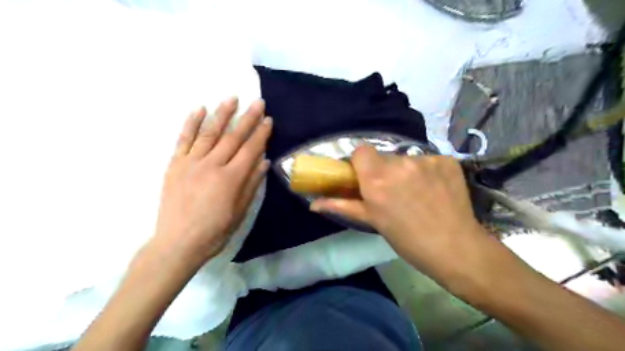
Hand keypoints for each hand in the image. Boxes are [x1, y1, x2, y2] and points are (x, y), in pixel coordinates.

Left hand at [154, 97, 270, 264]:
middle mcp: (212, 165)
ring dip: (222, 114)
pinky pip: (183, 140)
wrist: (178, 243)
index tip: (269, 119)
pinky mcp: (175, 165)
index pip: (250, 149)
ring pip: (209, 133)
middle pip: (233, 137)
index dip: (261, 134)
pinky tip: (199, 109)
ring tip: (232, 98)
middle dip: (247, 118)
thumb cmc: (215, 231)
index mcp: (230, 179)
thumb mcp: (240, 211)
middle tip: (257, 102)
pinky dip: (191, 123)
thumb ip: (252, 184)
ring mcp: (191, 163)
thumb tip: (264, 161)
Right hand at [311, 147, 486, 280]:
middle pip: (384, 156)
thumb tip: (313, 204)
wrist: (455, 248)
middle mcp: (400, 163)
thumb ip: (341, 206)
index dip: (361, 163)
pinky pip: (428, 161)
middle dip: (384, 170)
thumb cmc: (407, 239)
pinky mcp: (447, 160)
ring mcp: (426, 160)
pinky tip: (435, 189)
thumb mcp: (372, 221)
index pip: (361, 151)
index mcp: (377, 179)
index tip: (366, 178)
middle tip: (393, 191)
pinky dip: (428, 172)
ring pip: (406, 159)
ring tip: (417, 193)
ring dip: (406, 171)